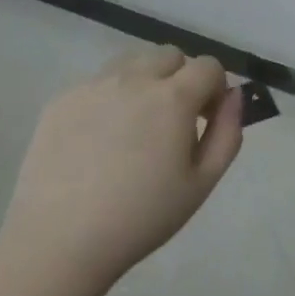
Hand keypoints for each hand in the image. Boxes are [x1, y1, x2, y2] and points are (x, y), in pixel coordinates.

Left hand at [1, 45, 244, 295]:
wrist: (60, 239)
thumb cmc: (141, 217)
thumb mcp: (201, 183)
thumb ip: (227, 132)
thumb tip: (234, 96)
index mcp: (172, 97)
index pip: (208, 66)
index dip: (215, 88)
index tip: (206, 119)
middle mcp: (133, 78)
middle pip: (169, 56)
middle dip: (181, 78)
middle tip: (174, 121)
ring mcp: (93, 85)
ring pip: (131, 62)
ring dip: (145, 80)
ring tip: (136, 125)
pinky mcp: (62, 99)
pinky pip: (97, 83)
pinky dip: (110, 98)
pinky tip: (99, 140)